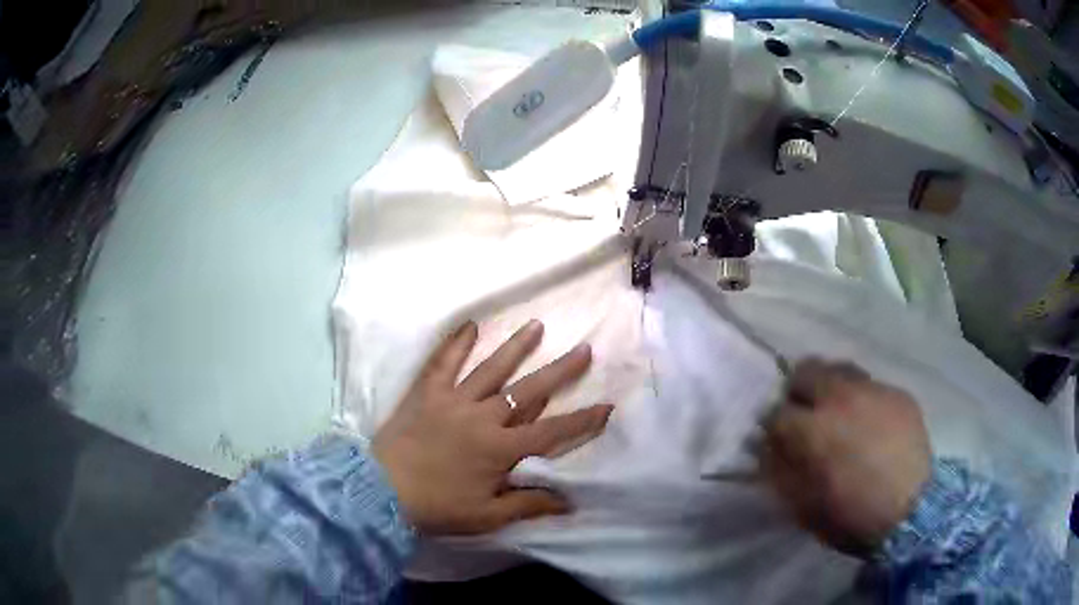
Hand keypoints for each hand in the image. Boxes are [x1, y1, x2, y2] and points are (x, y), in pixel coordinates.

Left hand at [372, 320, 613, 535]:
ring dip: (516, 347)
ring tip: (537, 325)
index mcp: (500, 449)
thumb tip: (569, 502)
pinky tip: (469, 325)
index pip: (551, 432)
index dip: (582, 421)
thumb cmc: (438, 507)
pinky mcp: (427, 393)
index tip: (607, 406)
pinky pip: (443, 363)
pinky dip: (455, 343)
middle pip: (529, 391)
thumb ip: (528, 505)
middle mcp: (483, 417)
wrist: (381, 492)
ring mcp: (453, 400)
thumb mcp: (487, 515)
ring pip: (491, 369)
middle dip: (560, 371)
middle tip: (584, 349)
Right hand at [761, 359, 931, 556]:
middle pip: (806, 370)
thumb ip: (779, 471)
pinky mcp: (899, 394)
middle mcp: (841, 398)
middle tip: (802, 412)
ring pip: (840, 368)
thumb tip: (763, 448)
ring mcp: (874, 391)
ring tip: (834, 409)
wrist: (912, 512)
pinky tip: (868, 420)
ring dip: (829, 385)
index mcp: (813, 430)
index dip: (771, 425)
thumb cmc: (851, 516)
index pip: (776, 412)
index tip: (774, 437)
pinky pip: (872, 384)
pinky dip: (861, 398)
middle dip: (796, 390)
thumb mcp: (803, 506)